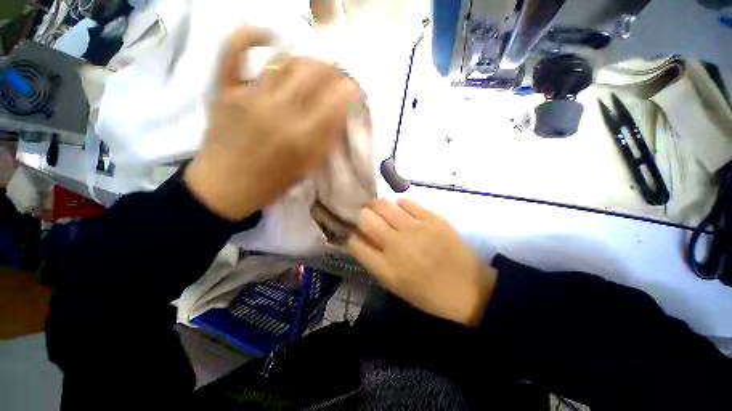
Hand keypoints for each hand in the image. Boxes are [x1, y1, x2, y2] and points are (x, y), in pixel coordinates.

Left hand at [185, 27, 356, 220]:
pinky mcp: (225, 90)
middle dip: (331, 68)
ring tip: (313, 67)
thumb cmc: (272, 183)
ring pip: (284, 61)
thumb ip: (325, 142)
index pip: (334, 101)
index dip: (348, 89)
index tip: (353, 87)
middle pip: (312, 73)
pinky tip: (269, 37)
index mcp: (302, 138)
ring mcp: (249, 96)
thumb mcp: (307, 168)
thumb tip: (339, 115)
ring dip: (306, 59)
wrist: (225, 188)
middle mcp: (279, 112)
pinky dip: (250, 36)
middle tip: (336, 74)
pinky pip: (234, 51)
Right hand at [347, 199, 496, 326]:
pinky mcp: (432, 218)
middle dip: (358, 214)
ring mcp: (416, 228)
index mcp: (386, 268)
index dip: (348, 233)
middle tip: (362, 215)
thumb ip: (374, 260)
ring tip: (378, 209)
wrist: (467, 287)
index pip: (354, 242)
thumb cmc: (427, 293)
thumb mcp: (394, 285)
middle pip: (365, 218)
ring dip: (375, 205)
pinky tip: (400, 210)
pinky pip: (406, 201)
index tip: (350, 229)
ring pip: (383, 205)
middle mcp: (397, 245)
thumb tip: (359, 237)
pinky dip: (398, 204)